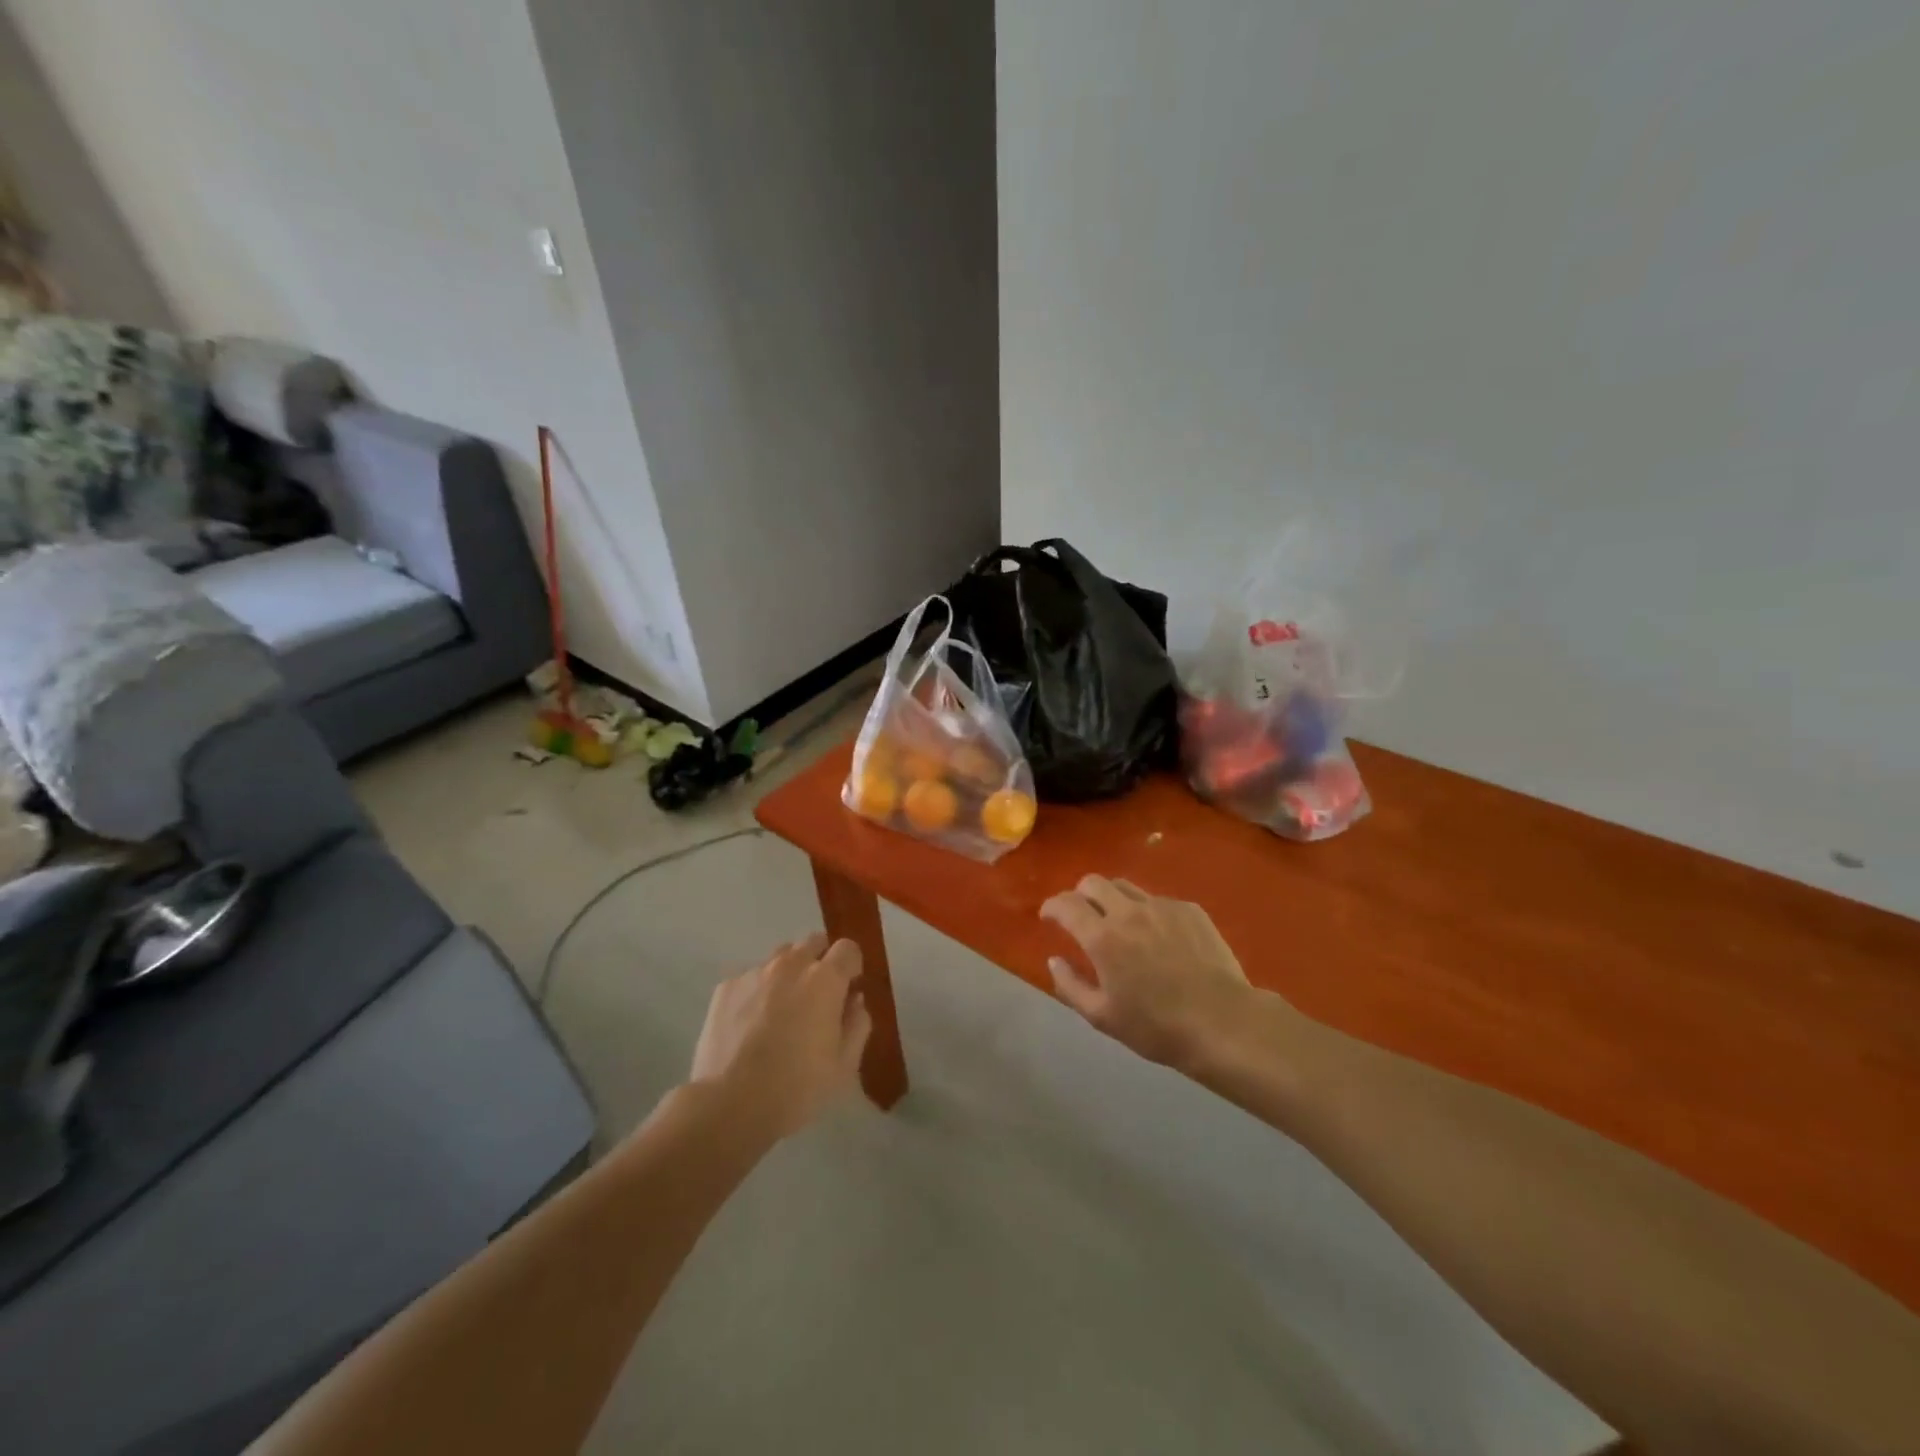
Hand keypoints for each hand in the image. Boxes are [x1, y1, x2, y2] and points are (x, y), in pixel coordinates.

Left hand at [690, 935, 871, 1140]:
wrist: (727, 1106)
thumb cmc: (795, 1088)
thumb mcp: (843, 1066)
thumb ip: (857, 1024)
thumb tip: (855, 1000)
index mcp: (825, 980)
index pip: (848, 949)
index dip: (851, 967)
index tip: (848, 990)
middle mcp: (791, 965)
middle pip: (813, 942)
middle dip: (821, 962)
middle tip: (817, 998)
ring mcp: (755, 973)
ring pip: (781, 957)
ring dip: (789, 973)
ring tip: (782, 1009)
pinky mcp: (726, 987)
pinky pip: (751, 977)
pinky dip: (759, 990)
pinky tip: (752, 1024)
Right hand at [1040, 876, 1254, 1070]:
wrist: (1223, 1022)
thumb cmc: (1157, 1027)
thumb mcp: (1102, 1017)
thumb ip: (1070, 985)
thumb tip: (1054, 960)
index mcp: (1102, 937)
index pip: (1066, 903)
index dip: (1051, 906)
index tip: (1048, 916)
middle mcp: (1129, 911)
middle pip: (1093, 882)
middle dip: (1079, 895)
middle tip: (1082, 917)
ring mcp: (1162, 906)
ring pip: (1125, 887)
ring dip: (1112, 899)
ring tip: (1119, 924)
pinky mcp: (1189, 910)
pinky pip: (1157, 901)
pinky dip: (1146, 912)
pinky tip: (1158, 938)